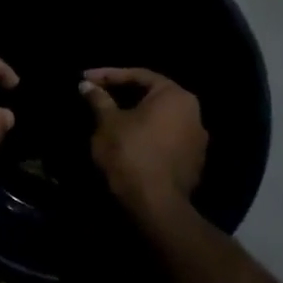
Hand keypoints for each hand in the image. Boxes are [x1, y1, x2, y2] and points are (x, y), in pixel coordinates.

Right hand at [82, 67, 207, 223]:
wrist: (155, 207)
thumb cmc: (130, 153)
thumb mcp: (107, 121)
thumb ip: (99, 98)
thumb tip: (87, 85)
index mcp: (175, 96)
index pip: (138, 75)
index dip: (108, 75)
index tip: (85, 78)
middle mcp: (193, 113)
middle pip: (152, 96)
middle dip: (122, 94)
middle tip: (97, 95)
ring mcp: (197, 141)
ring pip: (159, 119)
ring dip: (134, 115)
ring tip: (108, 117)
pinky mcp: (193, 164)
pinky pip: (165, 139)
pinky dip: (145, 135)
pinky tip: (126, 141)